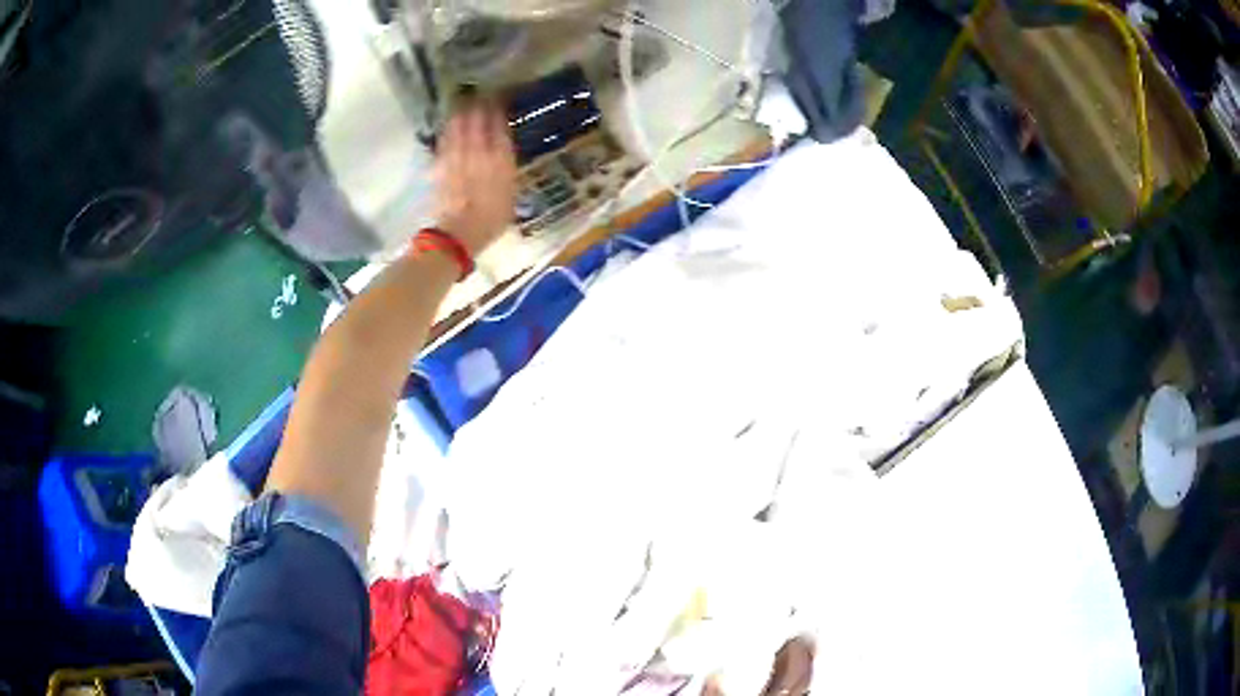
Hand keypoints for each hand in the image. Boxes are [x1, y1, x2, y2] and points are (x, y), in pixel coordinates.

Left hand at [433, 98, 517, 256]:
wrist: (459, 233)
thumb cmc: (491, 219)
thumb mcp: (510, 194)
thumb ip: (506, 170)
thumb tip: (502, 155)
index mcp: (500, 158)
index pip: (498, 126)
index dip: (498, 111)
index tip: (499, 99)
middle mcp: (479, 151)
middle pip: (477, 121)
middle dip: (478, 105)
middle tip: (479, 95)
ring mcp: (457, 156)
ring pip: (458, 127)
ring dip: (461, 113)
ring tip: (462, 103)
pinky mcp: (440, 165)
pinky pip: (445, 141)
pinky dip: (448, 131)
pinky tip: (448, 125)